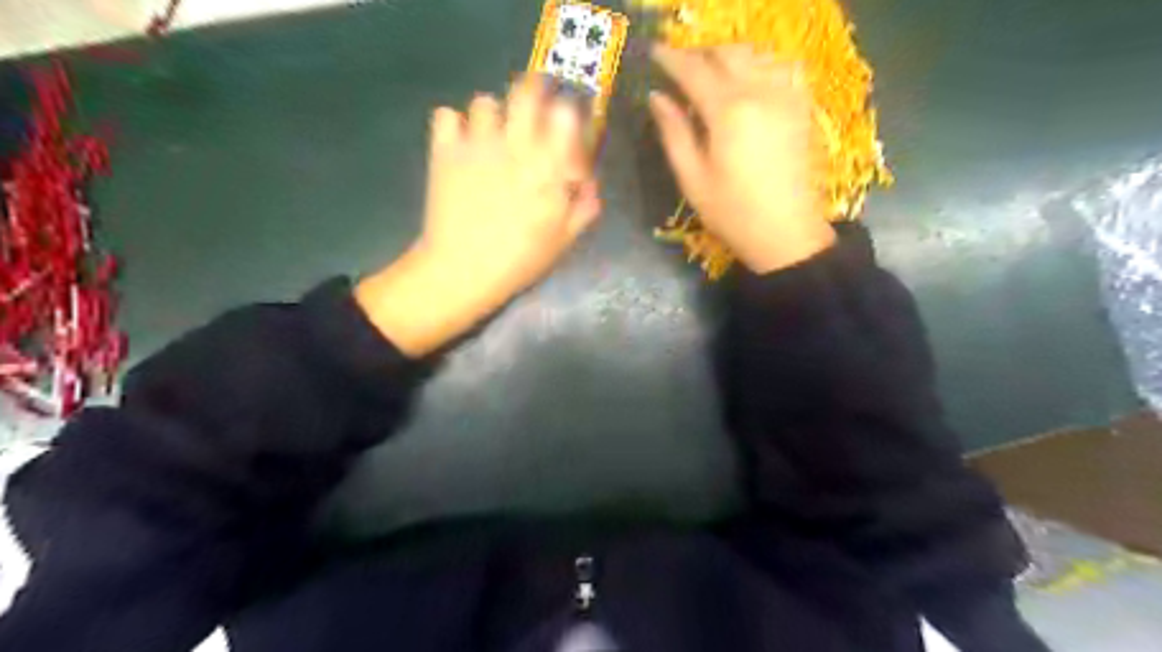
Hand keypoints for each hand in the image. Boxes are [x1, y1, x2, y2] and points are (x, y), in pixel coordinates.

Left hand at [357, 79, 599, 357]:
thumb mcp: (563, 240)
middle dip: (531, 94)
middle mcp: (515, 145)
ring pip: (484, 101)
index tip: (563, 127)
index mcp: (549, 167)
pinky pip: (445, 115)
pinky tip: (459, 145)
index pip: (565, 112)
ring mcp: (476, 145)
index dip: (566, 113)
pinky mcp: (444, 151)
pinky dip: (453, 126)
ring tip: (490, 138)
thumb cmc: (519, 260)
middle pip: (525, 90)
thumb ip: (583, 207)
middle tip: (529, 114)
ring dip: (491, 116)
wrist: (462, 271)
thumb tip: (590, 184)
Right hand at [652, 41, 835, 271]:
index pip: (693, 70)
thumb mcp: (692, 179)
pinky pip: (784, 66)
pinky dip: (763, 63)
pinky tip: (751, 80)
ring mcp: (786, 95)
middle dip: (700, 53)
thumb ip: (673, 133)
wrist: (787, 232)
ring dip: (729, 55)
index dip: (670, 58)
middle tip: (680, 66)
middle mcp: (760, 92)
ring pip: (756, 53)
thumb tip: (656, 97)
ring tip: (711, 73)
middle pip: (726, 52)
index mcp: (728, 111)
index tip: (653, 52)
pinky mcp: (802, 106)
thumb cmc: (732, 213)